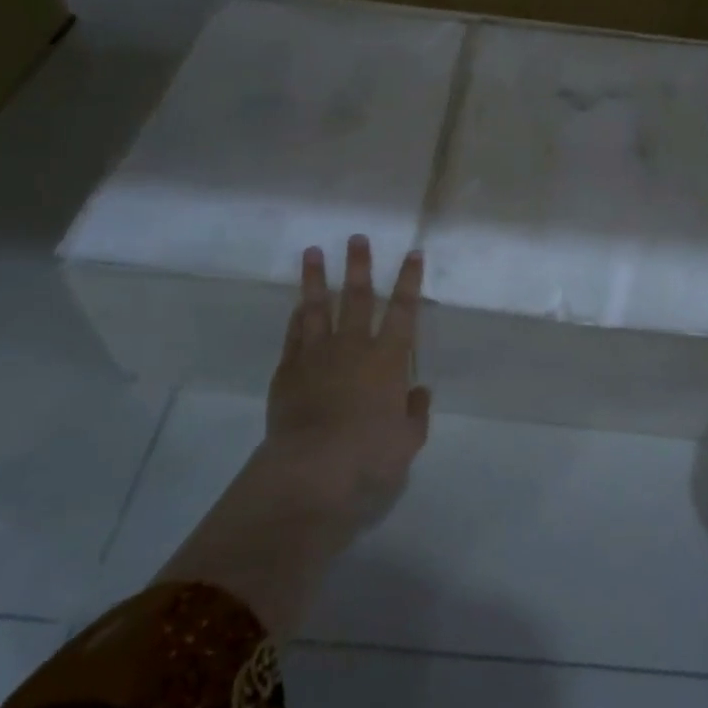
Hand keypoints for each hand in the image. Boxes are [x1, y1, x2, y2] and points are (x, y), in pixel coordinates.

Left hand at [250, 236, 432, 526]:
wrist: (312, 468)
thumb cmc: (369, 455)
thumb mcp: (408, 440)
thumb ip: (416, 412)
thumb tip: (419, 391)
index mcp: (388, 359)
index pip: (404, 311)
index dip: (409, 281)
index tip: (412, 253)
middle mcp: (353, 347)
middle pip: (358, 298)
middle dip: (360, 266)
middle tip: (356, 238)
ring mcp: (316, 356)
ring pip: (318, 308)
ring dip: (317, 279)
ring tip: (313, 252)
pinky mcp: (288, 371)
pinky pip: (294, 335)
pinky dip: (297, 317)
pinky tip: (298, 305)